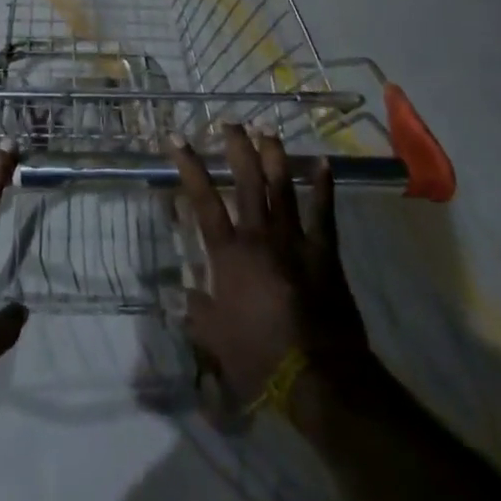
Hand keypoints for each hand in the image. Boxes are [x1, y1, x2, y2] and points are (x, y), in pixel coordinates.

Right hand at [167, 124, 373, 408]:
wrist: (317, 377)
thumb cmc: (258, 357)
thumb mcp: (214, 339)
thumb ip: (198, 312)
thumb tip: (182, 294)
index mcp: (228, 254)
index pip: (203, 200)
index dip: (189, 166)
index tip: (176, 138)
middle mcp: (259, 236)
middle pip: (246, 180)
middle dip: (237, 148)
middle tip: (230, 122)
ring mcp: (294, 240)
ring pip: (281, 186)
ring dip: (273, 155)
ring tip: (266, 129)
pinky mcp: (324, 252)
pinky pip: (324, 212)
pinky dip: (323, 186)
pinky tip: (323, 162)